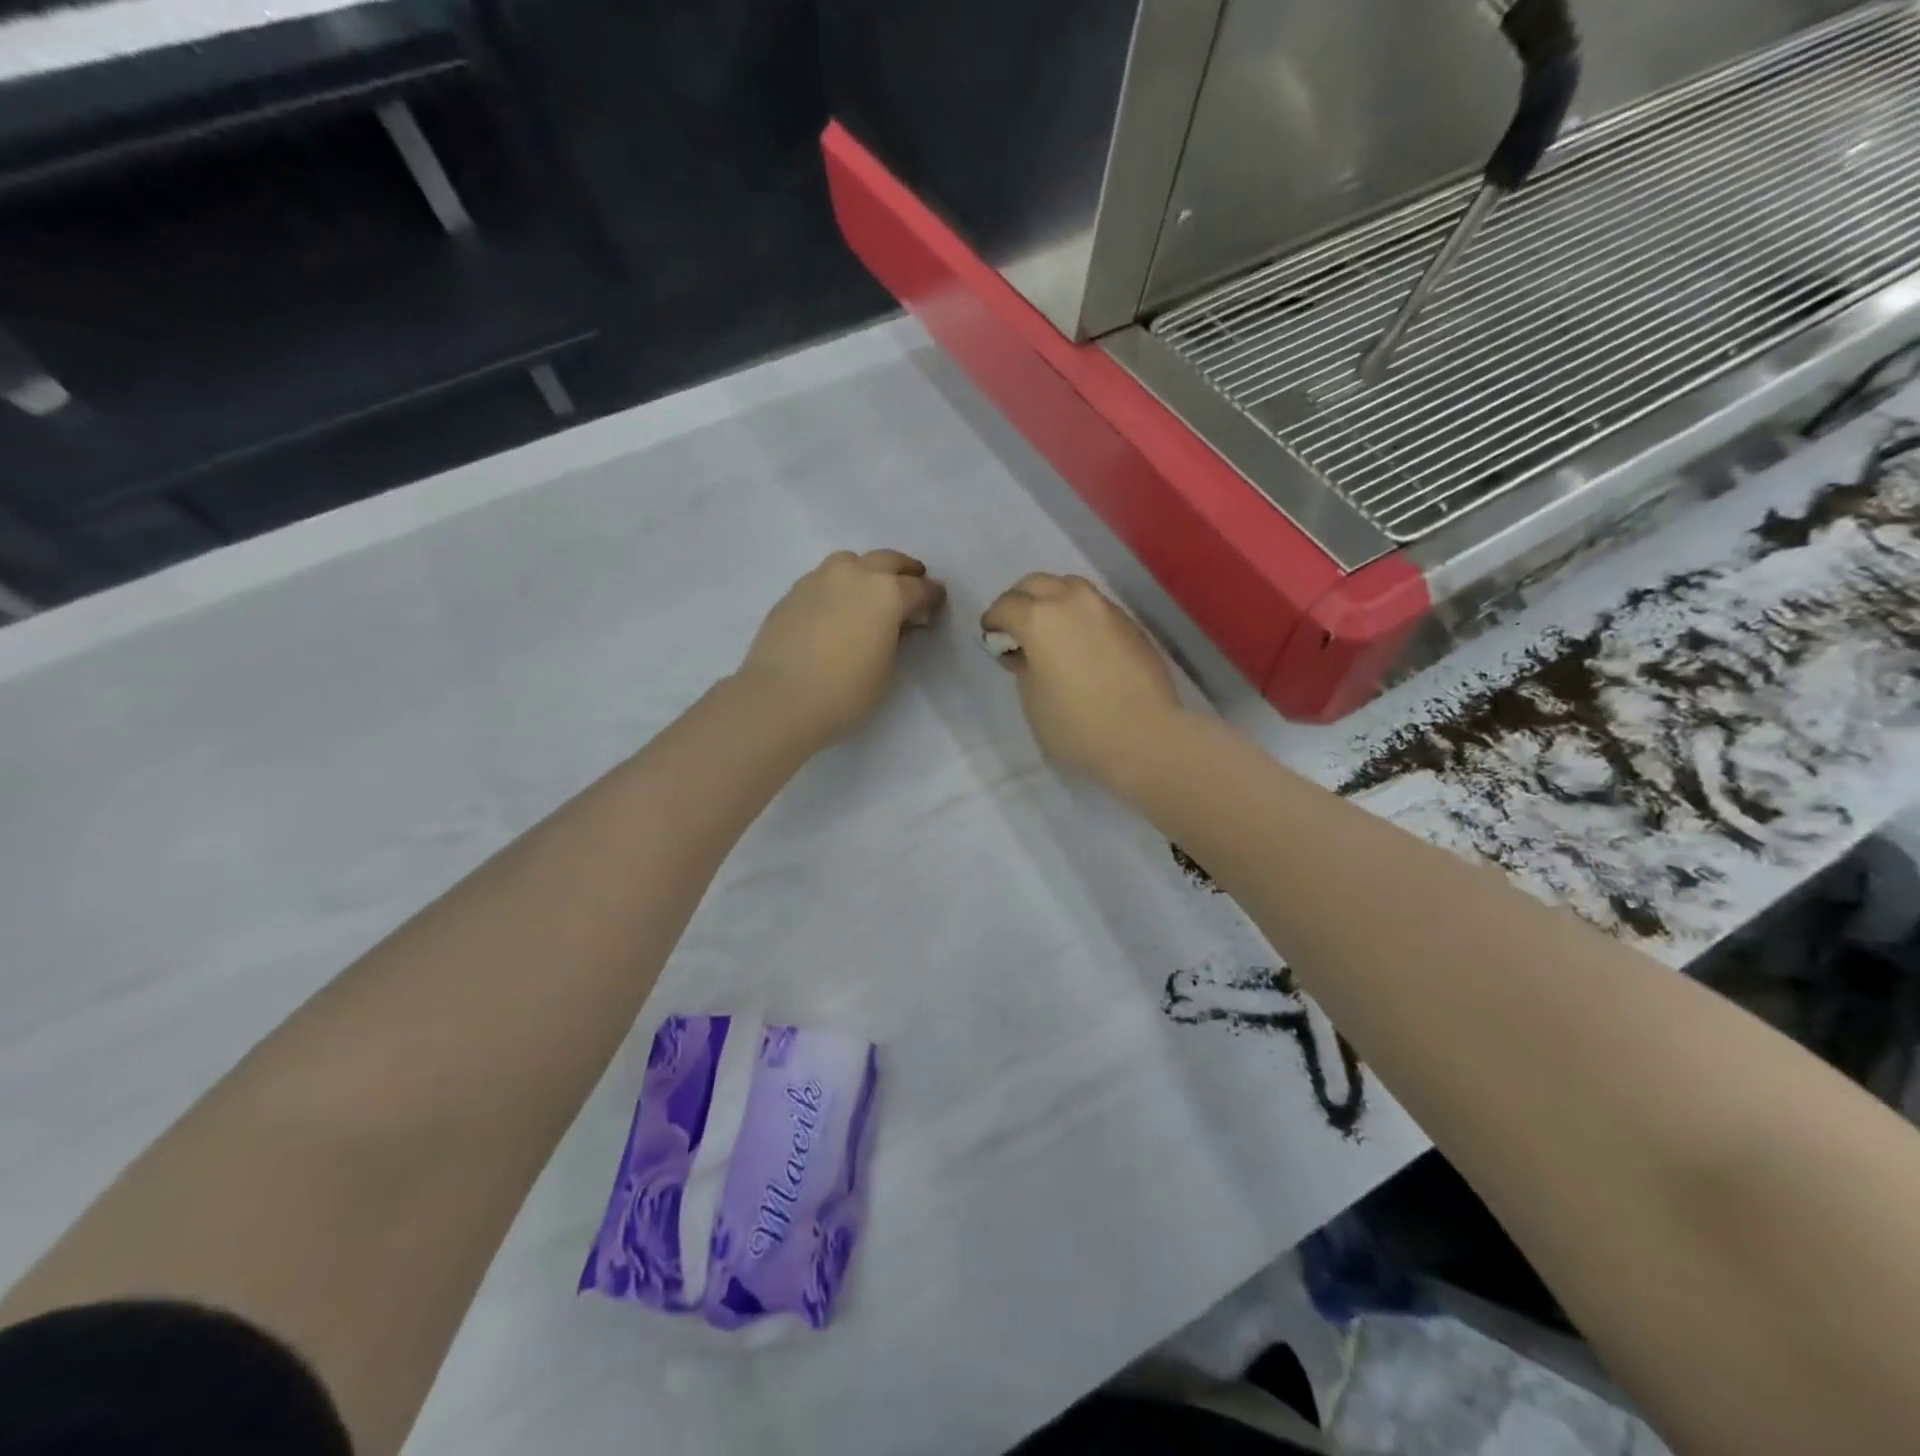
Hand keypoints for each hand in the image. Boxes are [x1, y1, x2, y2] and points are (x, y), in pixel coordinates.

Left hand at [738, 550, 945, 745]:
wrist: (779, 698)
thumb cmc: (845, 691)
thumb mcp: (886, 670)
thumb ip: (896, 639)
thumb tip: (898, 624)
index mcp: (887, 592)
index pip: (919, 588)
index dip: (932, 596)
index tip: (937, 602)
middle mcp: (854, 575)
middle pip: (887, 561)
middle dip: (904, 572)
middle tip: (912, 585)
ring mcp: (819, 579)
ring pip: (851, 562)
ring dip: (867, 571)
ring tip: (870, 593)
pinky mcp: (793, 593)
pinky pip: (824, 579)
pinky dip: (839, 587)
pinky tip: (837, 609)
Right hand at [981, 573, 1185, 784]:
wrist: (1144, 734)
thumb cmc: (1076, 724)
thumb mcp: (1032, 700)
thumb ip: (1024, 667)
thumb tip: (1028, 652)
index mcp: (1039, 618)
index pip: (1006, 606)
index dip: (993, 620)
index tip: (991, 636)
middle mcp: (1072, 601)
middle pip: (1037, 583)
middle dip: (1020, 600)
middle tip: (1015, 626)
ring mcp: (1105, 609)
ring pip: (1070, 587)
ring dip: (1052, 600)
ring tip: (1050, 629)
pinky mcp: (1130, 623)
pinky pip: (1095, 606)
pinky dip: (1079, 614)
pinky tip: (1080, 640)